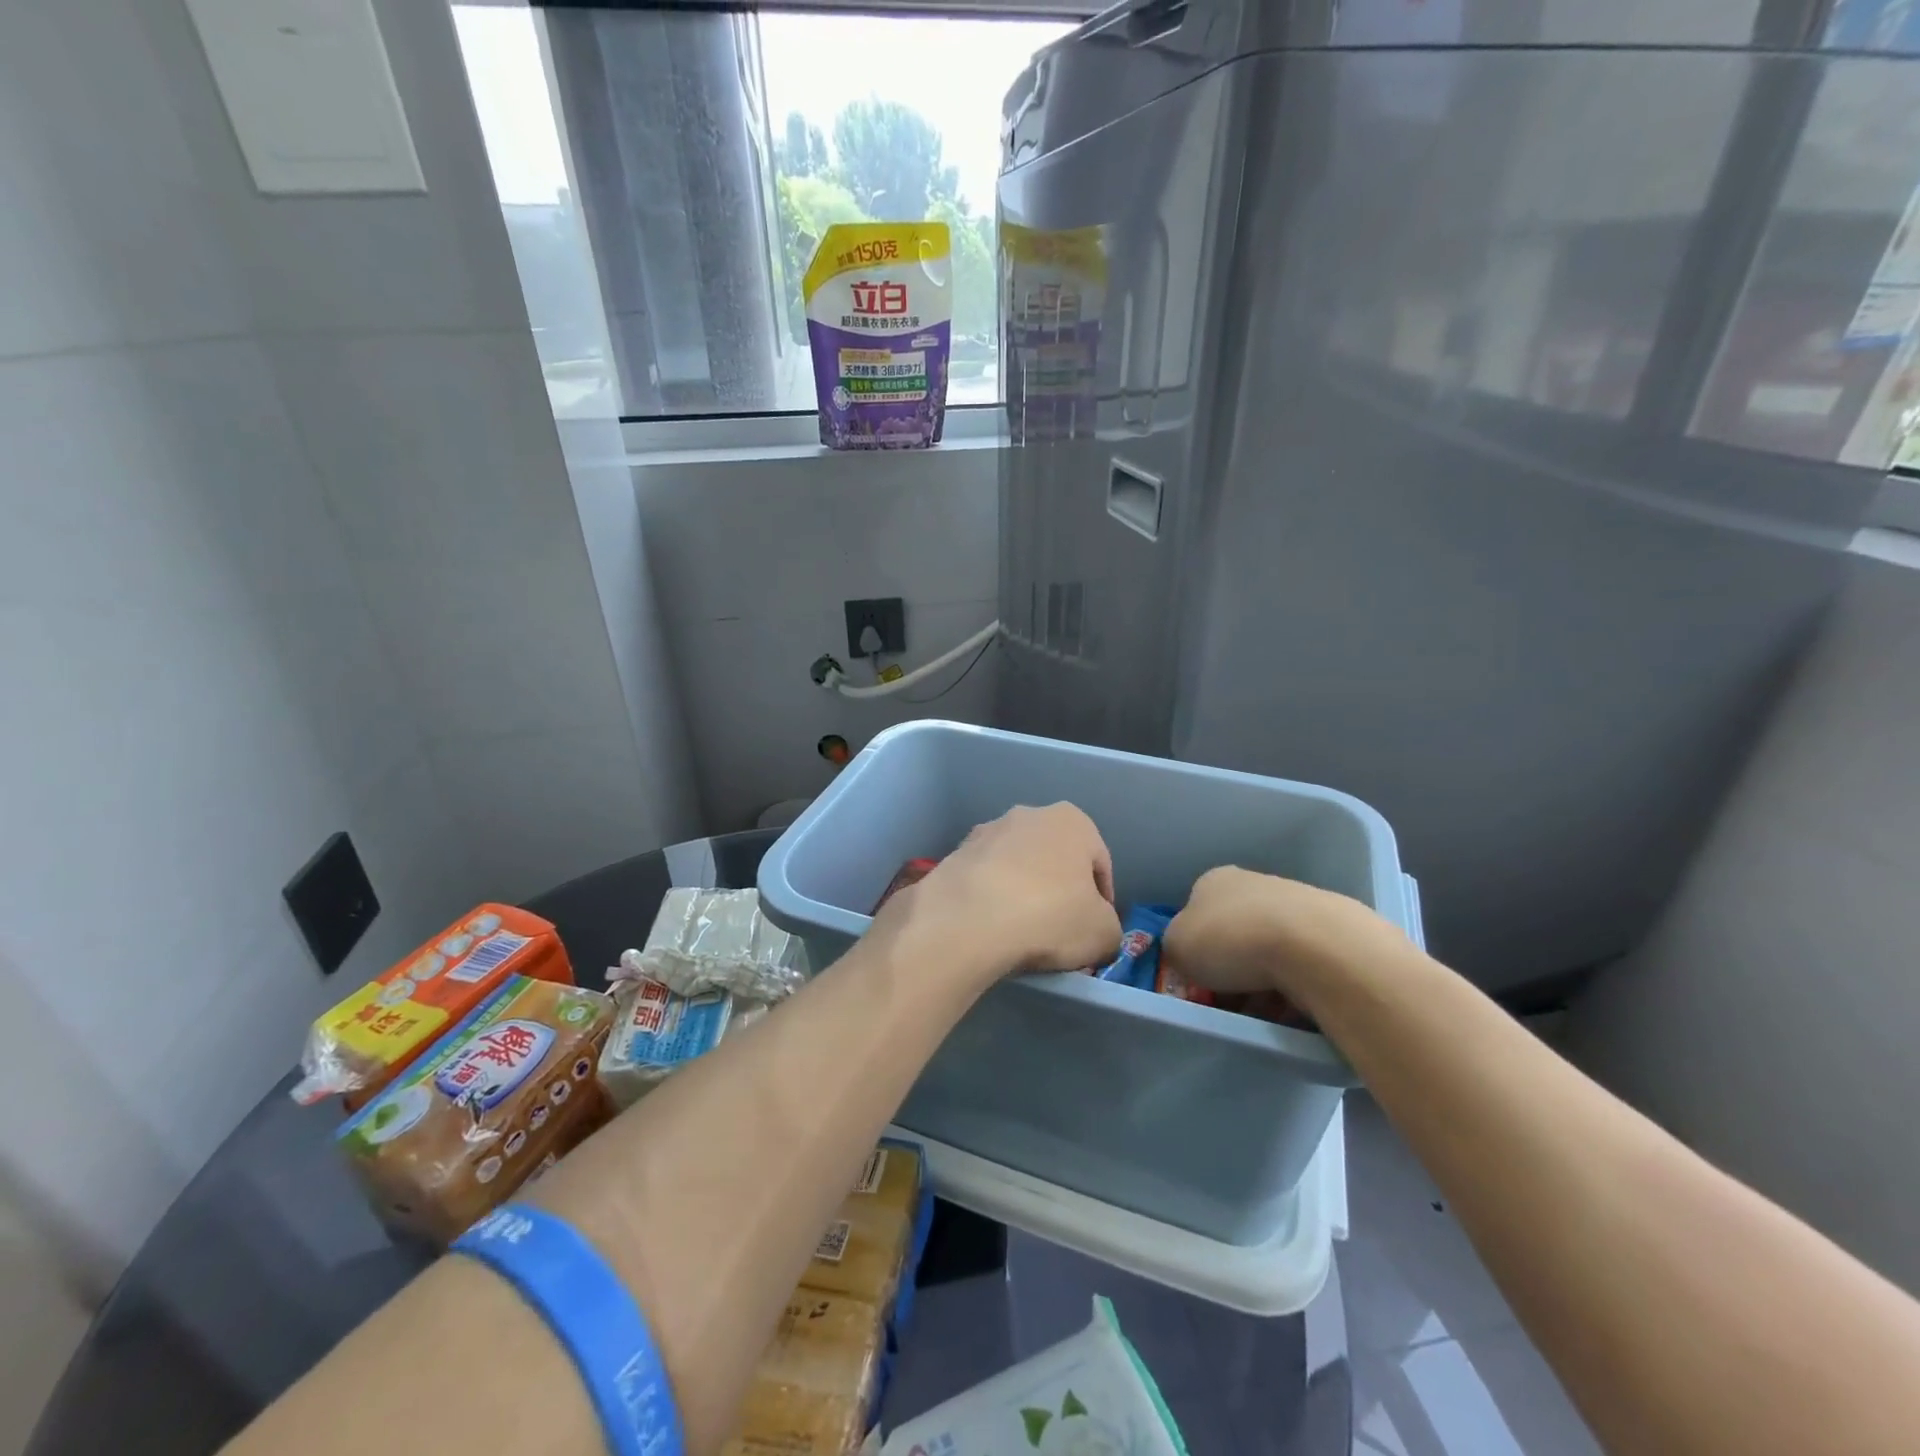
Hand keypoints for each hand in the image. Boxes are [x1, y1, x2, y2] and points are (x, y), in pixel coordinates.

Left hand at [875, 804, 1119, 986]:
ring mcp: (987, 831)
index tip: (1094, 931)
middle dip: (1059, 891)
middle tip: (1059, 931)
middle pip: (1055, 860)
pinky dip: (992, 898)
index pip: (1099, 865)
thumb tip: (1097, 931)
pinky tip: (991, 927)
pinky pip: (986, 879)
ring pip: (1017, 867)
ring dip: (1023, 892)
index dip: (1102, 902)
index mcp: (1072, 821)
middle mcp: (1029, 814)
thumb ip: (1109, 928)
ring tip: (1021, 932)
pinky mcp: (956, 853)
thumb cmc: (1049, 915)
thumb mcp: (1104, 934)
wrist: (968, 920)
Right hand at [1160, 866, 1407, 1009]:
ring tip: (1264, 1011)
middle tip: (1230, 1001)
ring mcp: (1296, 903)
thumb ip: (1176, 947)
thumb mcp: (1176, 945)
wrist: (1313, 947)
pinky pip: (1302, 965)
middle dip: (1231, 968)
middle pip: (1234, 933)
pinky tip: (1294, 1007)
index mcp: (1214, 880)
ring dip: (1263, 981)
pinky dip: (1295, 986)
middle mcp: (1254, 883)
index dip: (1195, 948)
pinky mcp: (1331, 931)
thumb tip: (1190, 953)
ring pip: (1269, 950)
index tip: (1199, 979)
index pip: (1196, 914)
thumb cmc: (1231, 940)